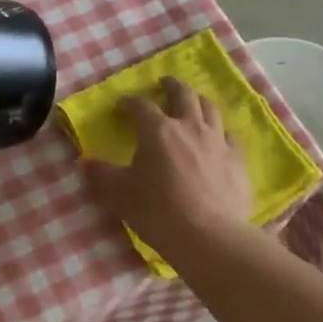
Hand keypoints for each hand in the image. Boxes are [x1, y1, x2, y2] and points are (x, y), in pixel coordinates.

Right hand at [83, 76, 252, 250]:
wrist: (209, 237)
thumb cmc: (159, 211)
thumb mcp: (119, 195)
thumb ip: (100, 176)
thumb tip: (84, 163)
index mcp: (158, 130)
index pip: (140, 106)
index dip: (129, 103)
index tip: (122, 107)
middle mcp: (189, 127)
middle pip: (183, 94)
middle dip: (171, 86)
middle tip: (164, 83)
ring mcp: (218, 142)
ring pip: (210, 109)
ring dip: (198, 101)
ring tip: (193, 102)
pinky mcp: (238, 161)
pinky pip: (230, 136)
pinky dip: (221, 131)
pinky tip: (219, 138)